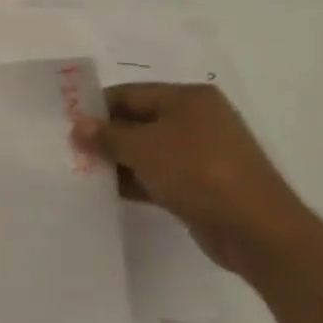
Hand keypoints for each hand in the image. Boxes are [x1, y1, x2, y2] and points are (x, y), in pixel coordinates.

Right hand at [73, 84, 315, 276]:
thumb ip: (108, 136)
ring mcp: (201, 154)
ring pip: (148, 150)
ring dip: (118, 160)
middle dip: (106, 136)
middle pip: (139, 120)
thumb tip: (78, 125)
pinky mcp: (201, 185)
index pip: (131, 93)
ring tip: (81, 172)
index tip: (67, 124)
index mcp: (188, 98)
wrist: (255, 229)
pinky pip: (159, 175)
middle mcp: (196, 120)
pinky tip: (107, 191)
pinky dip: (135, 180)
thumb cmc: (198, 172)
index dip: (98, 107)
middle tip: (70, 150)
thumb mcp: (144, 148)